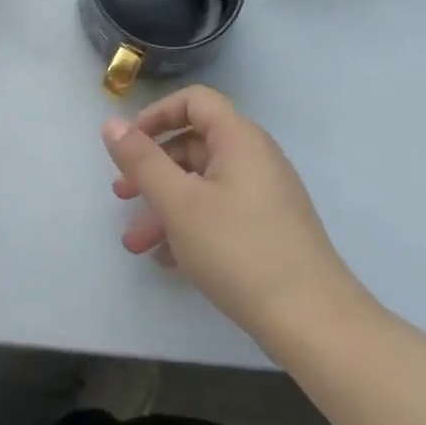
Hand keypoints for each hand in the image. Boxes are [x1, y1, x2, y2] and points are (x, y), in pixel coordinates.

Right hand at [102, 86, 373, 347]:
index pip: (193, 101)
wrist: (314, 323)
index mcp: (239, 138)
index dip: (156, 114)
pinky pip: (220, 211)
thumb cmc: (239, 250)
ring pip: (203, 184)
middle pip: (194, 144)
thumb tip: (111, 123)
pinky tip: (166, 259)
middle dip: (152, 170)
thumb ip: (142, 160)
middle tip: (121, 197)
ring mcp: (265, 194)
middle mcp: (255, 157)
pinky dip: (190, 226)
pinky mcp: (270, 228)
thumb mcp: (179, 203)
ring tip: (135, 243)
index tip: (128, 145)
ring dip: (165, 206)